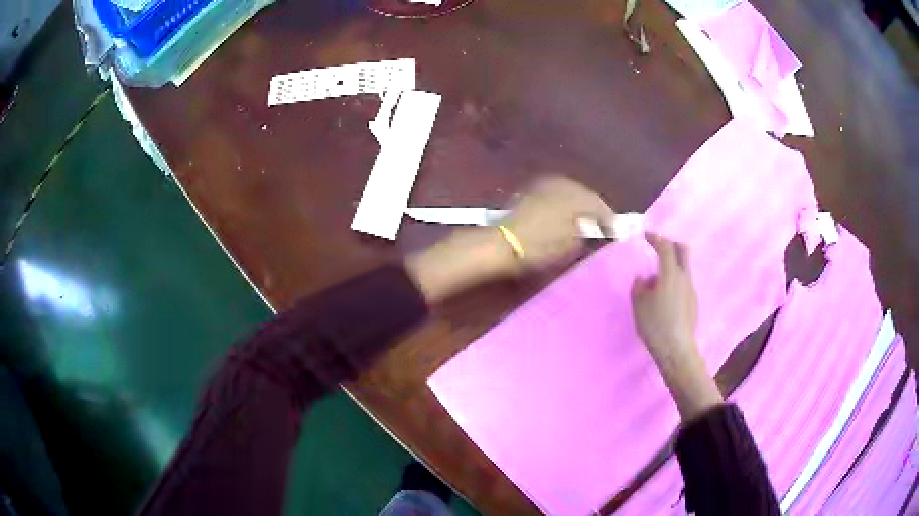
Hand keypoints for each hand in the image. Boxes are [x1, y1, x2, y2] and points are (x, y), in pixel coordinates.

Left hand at [501, 177, 615, 273]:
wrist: (500, 244)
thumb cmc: (538, 247)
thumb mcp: (568, 245)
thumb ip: (584, 233)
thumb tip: (591, 227)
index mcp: (574, 196)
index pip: (598, 204)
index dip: (608, 218)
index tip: (616, 231)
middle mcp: (561, 185)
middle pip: (584, 194)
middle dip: (594, 208)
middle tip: (602, 223)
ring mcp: (544, 186)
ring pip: (570, 192)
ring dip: (580, 204)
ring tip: (585, 220)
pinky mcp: (530, 191)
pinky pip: (556, 193)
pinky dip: (565, 202)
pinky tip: (565, 214)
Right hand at [631, 233, 697, 362]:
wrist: (677, 349)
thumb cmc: (656, 325)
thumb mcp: (639, 305)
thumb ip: (639, 287)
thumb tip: (644, 279)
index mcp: (671, 274)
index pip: (665, 247)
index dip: (655, 238)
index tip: (646, 235)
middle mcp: (684, 277)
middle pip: (683, 250)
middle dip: (671, 244)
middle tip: (659, 247)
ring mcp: (691, 290)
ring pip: (684, 268)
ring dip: (671, 266)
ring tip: (656, 281)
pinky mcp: (693, 302)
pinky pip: (683, 283)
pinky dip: (674, 281)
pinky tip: (664, 298)